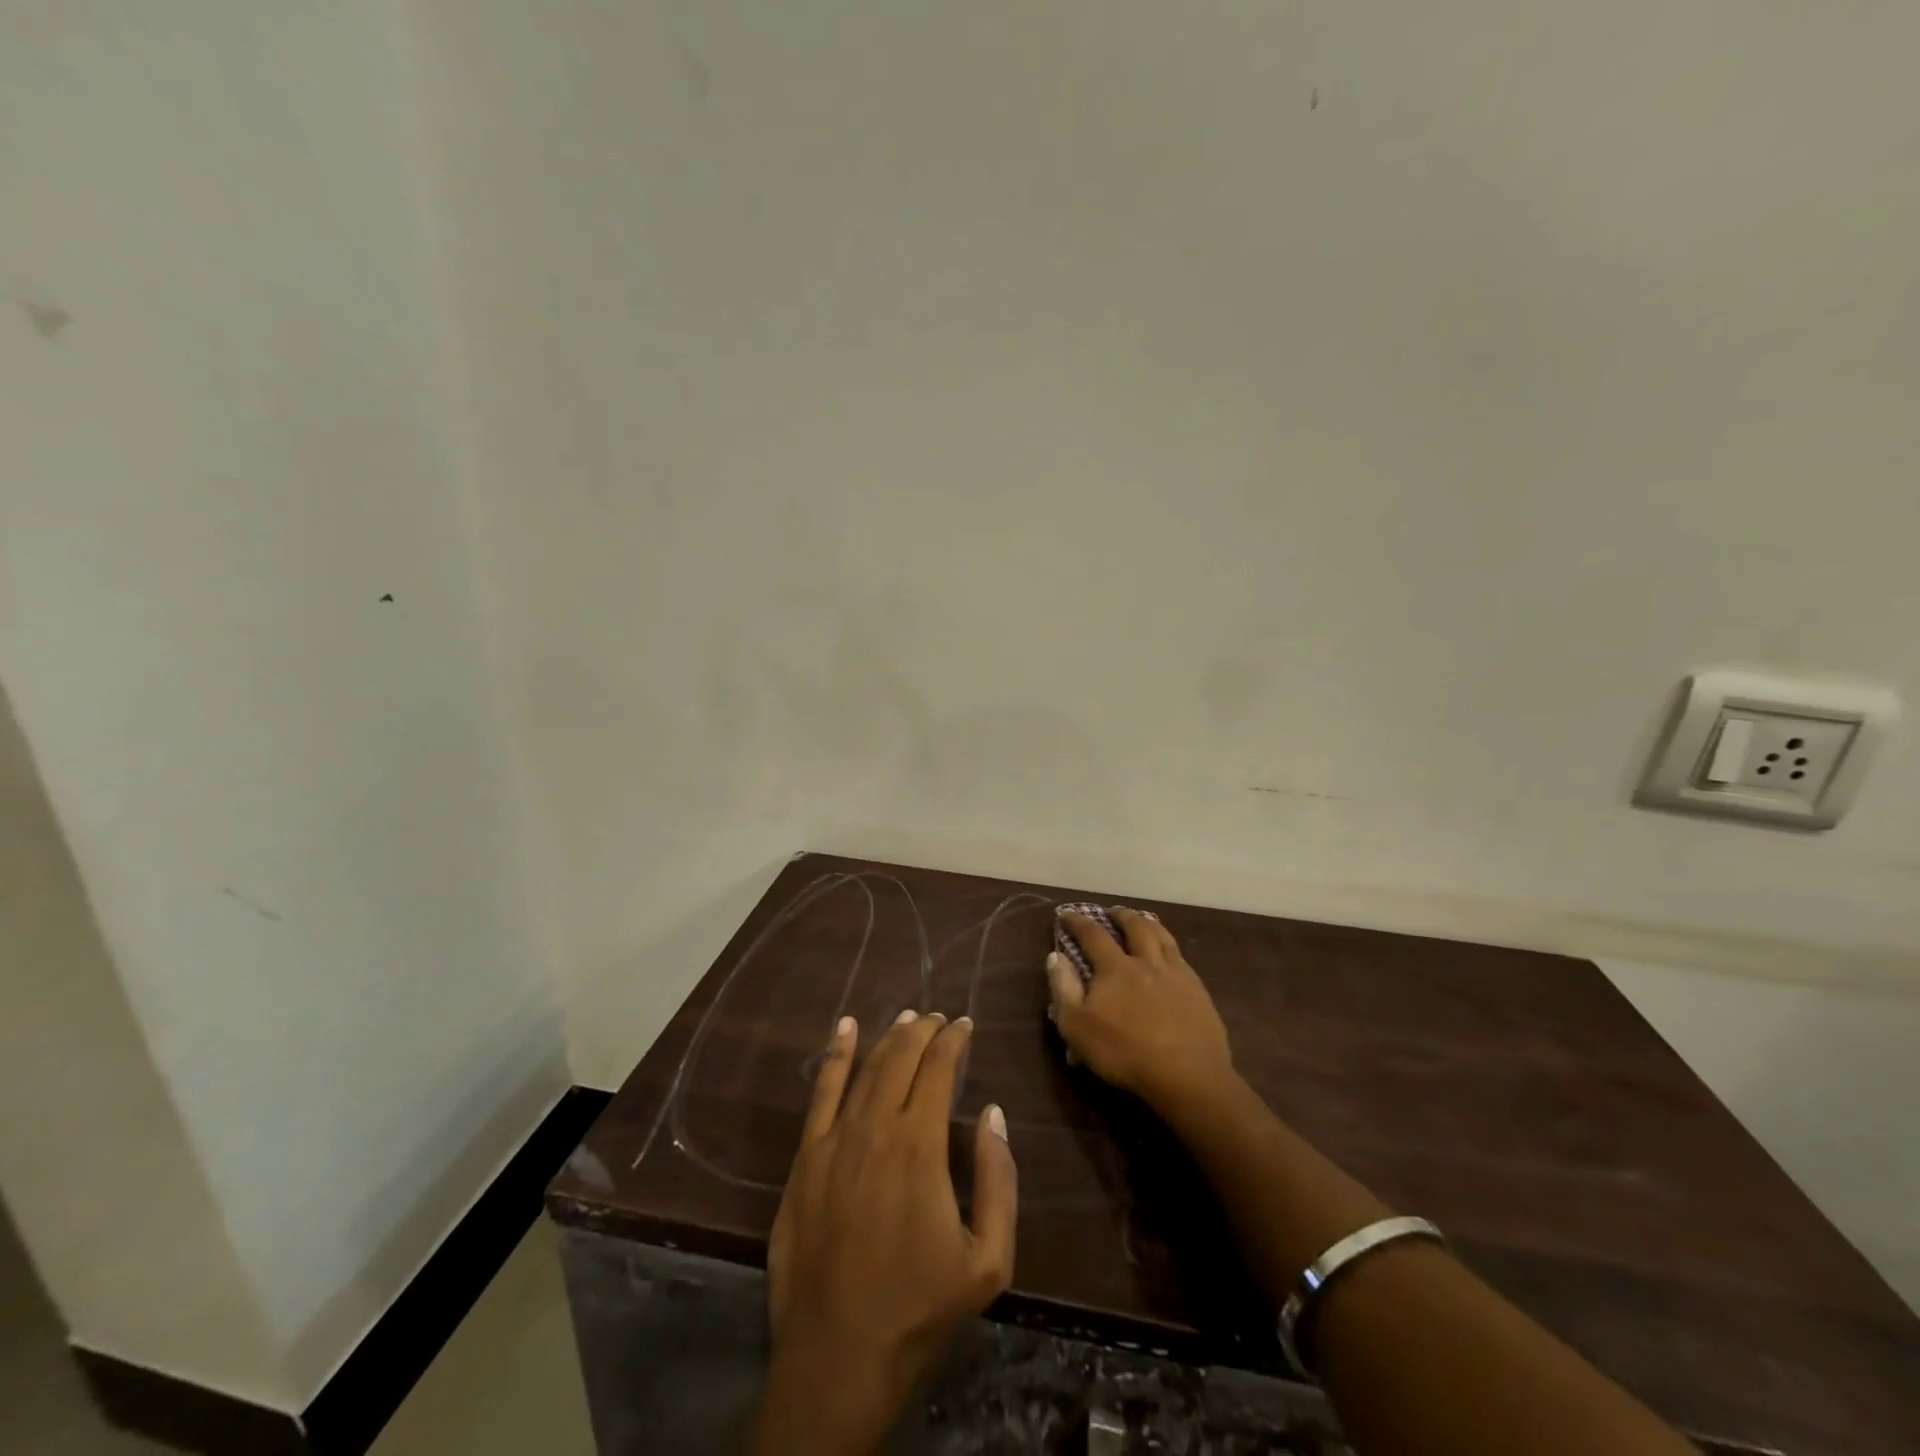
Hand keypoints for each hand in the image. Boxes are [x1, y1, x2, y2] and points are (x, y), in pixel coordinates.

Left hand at [752, 1010, 1018, 1454]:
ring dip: (889, 1037)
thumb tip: (993, 1114)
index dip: (954, 1040)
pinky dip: (836, 1055)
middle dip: (924, 1030)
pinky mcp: (805, 1159)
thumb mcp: (988, 1260)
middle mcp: (875, 1128)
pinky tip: (845, 1029)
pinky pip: (821, 1093)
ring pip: (866, 1068)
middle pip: (901, 1058)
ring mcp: (834, 1140)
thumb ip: (997, 1180)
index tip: (966, 1025)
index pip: (939, 1069)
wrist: (837, 1360)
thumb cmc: (919, 1311)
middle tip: (940, 1017)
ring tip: (908, 1018)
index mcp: (920, 1146)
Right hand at [1050, 908, 1234, 1112]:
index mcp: (1116, 968)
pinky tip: (1172, 959)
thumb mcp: (1077, 1026)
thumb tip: (1056, 956)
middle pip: (1136, 927)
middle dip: (1121, 916)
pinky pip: (1183, 960)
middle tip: (1113, 913)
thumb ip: (1064, 989)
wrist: (1187, 1076)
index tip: (1066, 914)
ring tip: (1144, 923)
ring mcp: (1177, 975)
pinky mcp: (1199, 992)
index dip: (1078, 922)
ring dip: (1150, 925)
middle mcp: (1147, 962)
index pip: (1093, 934)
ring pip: (1164, 938)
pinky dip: (1171, 950)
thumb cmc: (1124, 1052)